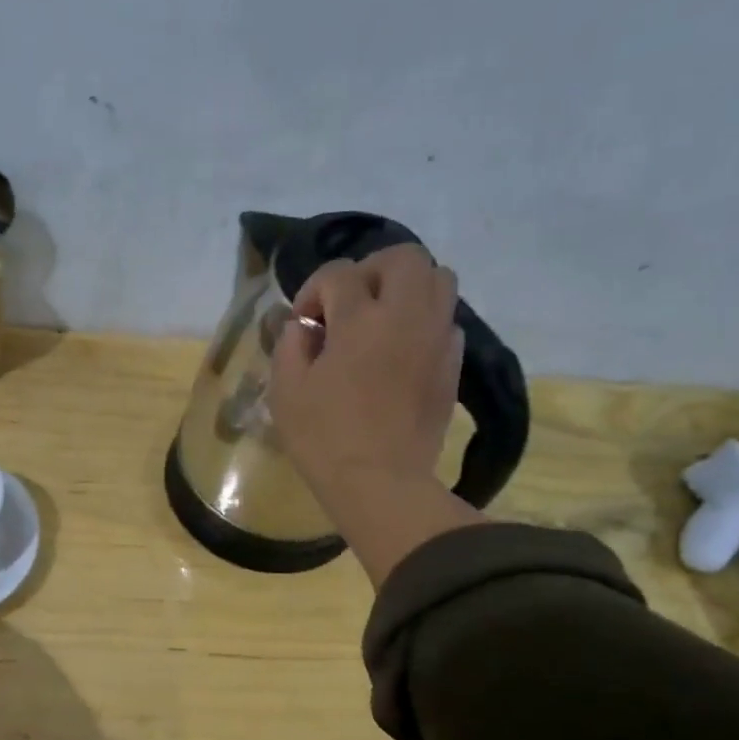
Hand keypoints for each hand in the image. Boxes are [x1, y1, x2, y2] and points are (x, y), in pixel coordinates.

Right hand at [268, 245, 484, 584]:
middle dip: (368, 271)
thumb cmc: (324, 439)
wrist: (379, 482)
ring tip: (380, 320)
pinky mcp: (452, 364)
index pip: (339, 273)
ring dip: (405, 288)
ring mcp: (436, 338)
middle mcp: (406, 315)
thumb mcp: (286, 391)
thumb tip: (304, 326)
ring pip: (438, 278)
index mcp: (360, 320)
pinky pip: (446, 319)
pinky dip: (423, 321)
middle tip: (348, 305)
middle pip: (401, 257)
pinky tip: (400, 351)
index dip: (314, 291)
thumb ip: (290, 345)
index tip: (304, 324)